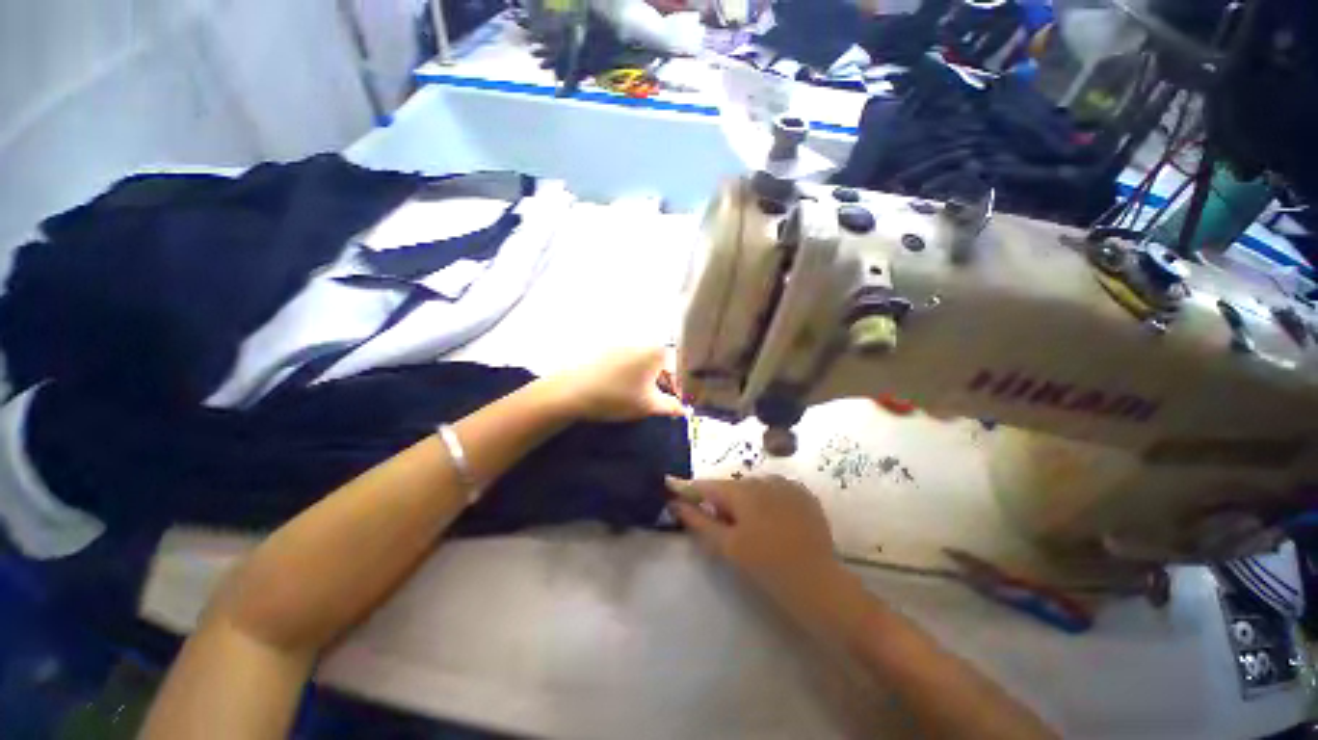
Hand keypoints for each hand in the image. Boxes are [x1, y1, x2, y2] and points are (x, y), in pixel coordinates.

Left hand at [546, 347, 685, 422]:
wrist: (570, 392)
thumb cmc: (615, 397)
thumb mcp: (648, 405)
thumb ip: (671, 407)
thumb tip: (684, 410)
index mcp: (656, 351)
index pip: (681, 368)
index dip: (683, 388)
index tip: (680, 404)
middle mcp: (642, 343)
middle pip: (664, 364)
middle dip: (667, 385)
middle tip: (664, 405)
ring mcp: (624, 345)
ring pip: (647, 364)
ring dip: (652, 381)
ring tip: (645, 400)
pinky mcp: (608, 350)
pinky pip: (632, 363)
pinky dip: (636, 376)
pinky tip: (627, 391)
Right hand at [667, 476, 862, 632]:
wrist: (819, 583)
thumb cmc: (766, 566)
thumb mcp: (727, 546)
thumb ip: (698, 521)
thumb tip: (675, 503)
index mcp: (741, 490)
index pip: (706, 484)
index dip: (690, 491)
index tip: (677, 496)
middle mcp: (762, 478)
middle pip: (731, 486)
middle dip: (723, 502)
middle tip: (725, 529)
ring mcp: (786, 484)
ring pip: (754, 488)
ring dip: (746, 502)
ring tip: (753, 530)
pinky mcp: (803, 493)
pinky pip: (775, 491)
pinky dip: (768, 502)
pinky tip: (774, 524)